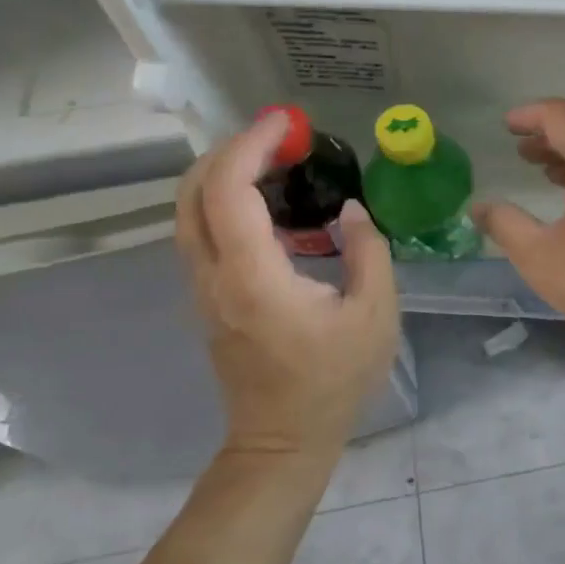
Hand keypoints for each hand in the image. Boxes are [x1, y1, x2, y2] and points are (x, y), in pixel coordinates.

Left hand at [176, 113, 399, 459]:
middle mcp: (214, 277)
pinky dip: (224, 199)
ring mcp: (202, 289)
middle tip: (279, 136)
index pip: (230, 191)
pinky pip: (202, 232)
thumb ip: (368, 252)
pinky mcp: (207, 298)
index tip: (285, 122)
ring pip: (189, 211)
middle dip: (229, 149)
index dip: (251, 146)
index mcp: (254, 278)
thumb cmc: (333, 381)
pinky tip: (267, 201)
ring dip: (223, 172)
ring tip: (274, 159)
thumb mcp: (375, 315)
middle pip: (192, 192)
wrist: (282, 441)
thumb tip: (350, 209)